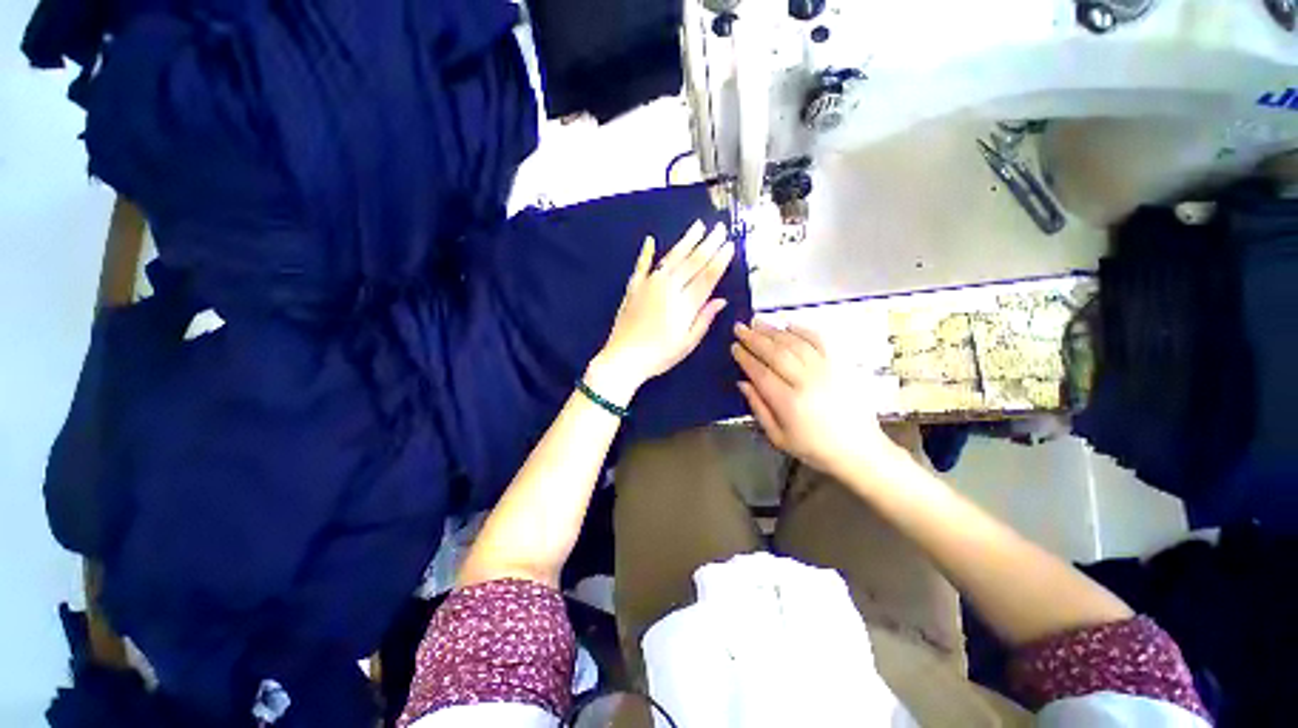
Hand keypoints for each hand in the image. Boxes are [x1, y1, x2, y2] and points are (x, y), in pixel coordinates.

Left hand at [595, 222, 734, 393]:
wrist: (623, 358)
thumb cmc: (659, 355)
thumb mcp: (688, 343)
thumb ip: (704, 319)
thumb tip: (721, 300)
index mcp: (685, 303)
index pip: (707, 276)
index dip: (720, 259)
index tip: (730, 244)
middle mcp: (668, 288)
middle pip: (692, 262)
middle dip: (709, 243)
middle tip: (720, 228)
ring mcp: (649, 285)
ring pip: (671, 258)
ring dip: (686, 241)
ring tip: (698, 226)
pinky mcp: (633, 288)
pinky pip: (641, 266)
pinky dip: (646, 253)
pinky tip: (650, 240)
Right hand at [732, 321, 900, 476]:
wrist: (859, 450)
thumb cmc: (814, 448)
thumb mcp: (778, 437)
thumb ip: (758, 408)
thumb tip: (743, 383)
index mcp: (789, 403)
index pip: (761, 373)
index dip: (745, 358)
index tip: (734, 347)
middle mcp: (807, 382)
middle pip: (775, 353)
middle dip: (754, 338)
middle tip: (740, 328)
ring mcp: (826, 370)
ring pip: (795, 343)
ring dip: (774, 331)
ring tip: (757, 322)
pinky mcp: (840, 365)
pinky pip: (820, 341)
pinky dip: (803, 330)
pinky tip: (789, 325)